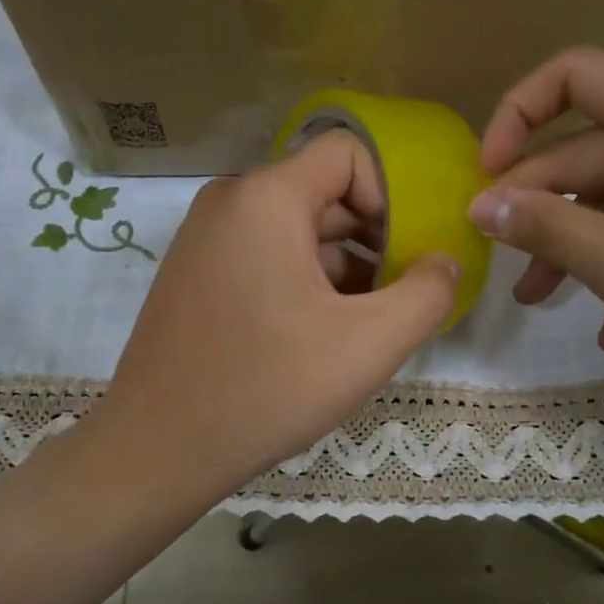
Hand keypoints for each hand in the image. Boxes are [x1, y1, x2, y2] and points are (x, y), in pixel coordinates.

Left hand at [88, 131, 458, 506]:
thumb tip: (445, 262)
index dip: (392, 196)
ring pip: (296, 229)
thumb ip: (427, 294)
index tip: (409, 255)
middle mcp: (229, 202)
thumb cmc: (267, 388)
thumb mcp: (368, 344)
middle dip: (373, 239)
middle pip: (324, 193)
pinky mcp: (195, 274)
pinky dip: (303, 281)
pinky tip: (320, 335)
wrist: (158, 449)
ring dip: (342, 267)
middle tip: (398, 296)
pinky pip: (265, 255)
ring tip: (364, 325)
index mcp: (265, 197)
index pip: (349, 154)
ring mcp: (204, 239)